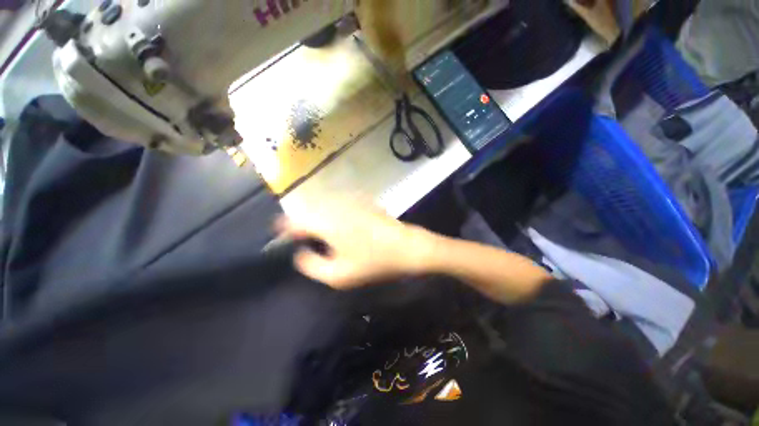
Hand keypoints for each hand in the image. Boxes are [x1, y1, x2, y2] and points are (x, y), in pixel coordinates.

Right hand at [276, 198, 435, 288]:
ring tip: (319, 234)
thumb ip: (312, 265)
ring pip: (322, 206)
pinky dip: (331, 213)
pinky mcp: (361, 201)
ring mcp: (350, 201)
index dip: (283, 228)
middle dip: (301, 223)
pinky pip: (338, 205)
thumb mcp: (339, 275)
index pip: (294, 219)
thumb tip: (300, 253)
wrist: (406, 246)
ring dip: (316, 218)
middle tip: (302, 240)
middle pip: (308, 210)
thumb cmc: (374, 262)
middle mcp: (335, 206)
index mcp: (325, 222)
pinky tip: (338, 226)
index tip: (279, 237)